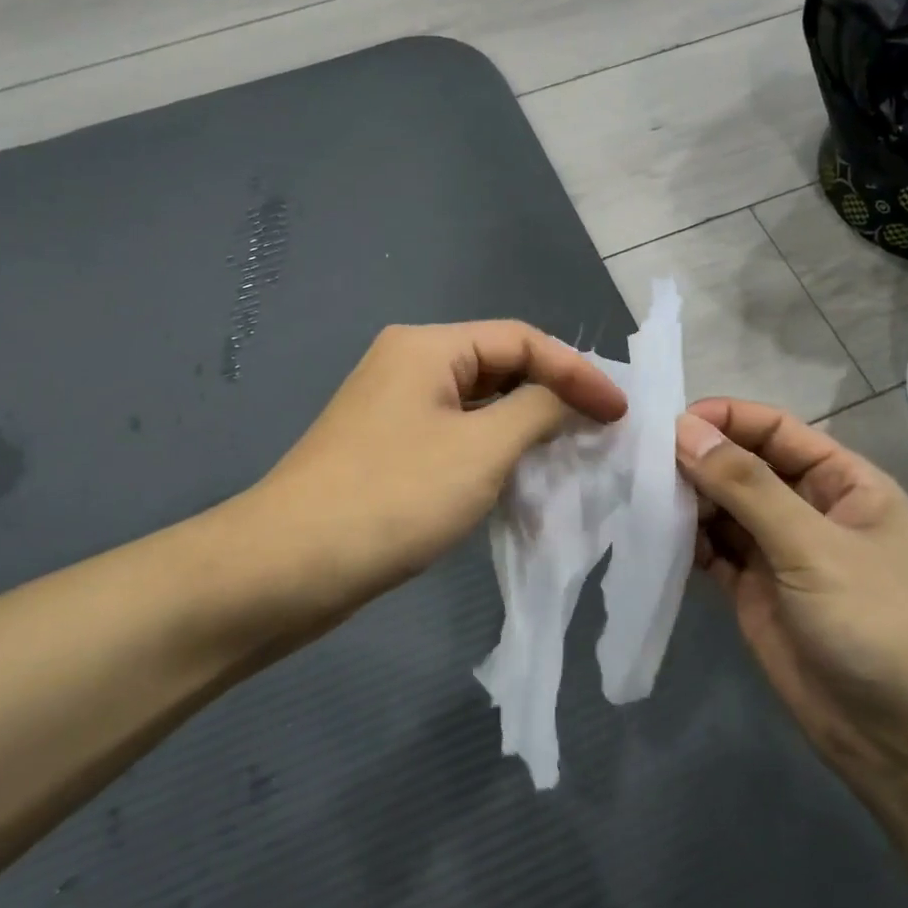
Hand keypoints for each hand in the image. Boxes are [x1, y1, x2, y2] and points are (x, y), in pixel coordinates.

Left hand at [243, 321, 626, 633]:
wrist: (288, 567)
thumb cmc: (394, 496)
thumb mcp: (482, 449)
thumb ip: (538, 411)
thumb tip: (567, 399)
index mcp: (428, 347)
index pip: (522, 340)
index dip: (577, 372)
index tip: (619, 414)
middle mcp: (408, 366)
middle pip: (500, 367)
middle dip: (553, 397)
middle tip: (600, 432)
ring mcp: (394, 411)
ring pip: (479, 407)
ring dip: (526, 428)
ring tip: (572, 456)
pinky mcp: (388, 452)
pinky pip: (456, 438)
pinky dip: (493, 453)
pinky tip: (520, 480)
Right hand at [676, 399, 907, 800]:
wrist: (905, 740)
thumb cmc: (877, 621)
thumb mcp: (813, 545)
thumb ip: (747, 486)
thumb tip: (684, 429)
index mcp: (841, 483)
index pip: (776, 431)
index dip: (726, 420)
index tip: (669, 423)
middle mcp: (807, 510)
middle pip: (743, 467)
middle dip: (698, 460)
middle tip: (639, 460)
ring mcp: (777, 554)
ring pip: (722, 509)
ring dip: (685, 500)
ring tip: (637, 493)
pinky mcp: (752, 593)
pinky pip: (711, 552)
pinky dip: (684, 542)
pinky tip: (653, 534)